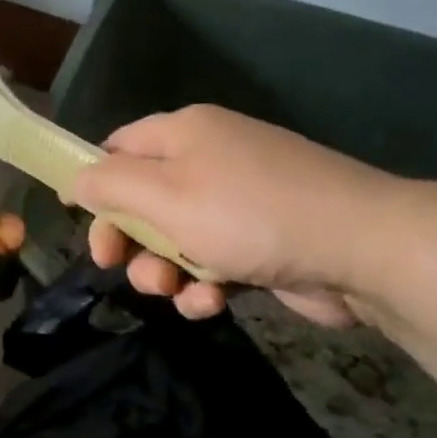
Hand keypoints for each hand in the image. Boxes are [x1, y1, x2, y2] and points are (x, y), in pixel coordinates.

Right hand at [72, 104, 396, 325]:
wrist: (360, 248)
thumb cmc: (248, 214)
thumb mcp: (165, 196)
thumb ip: (111, 185)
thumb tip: (76, 179)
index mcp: (185, 134)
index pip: (120, 146)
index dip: (94, 181)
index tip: (80, 220)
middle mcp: (210, 161)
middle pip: (142, 201)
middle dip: (128, 240)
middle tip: (115, 267)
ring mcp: (238, 204)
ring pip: (174, 240)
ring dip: (164, 271)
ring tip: (177, 289)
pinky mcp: (259, 245)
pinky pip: (211, 263)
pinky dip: (204, 285)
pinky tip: (213, 303)